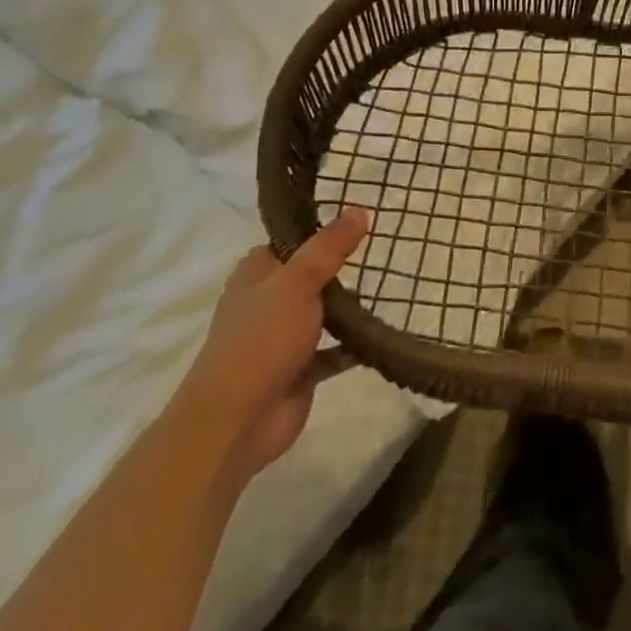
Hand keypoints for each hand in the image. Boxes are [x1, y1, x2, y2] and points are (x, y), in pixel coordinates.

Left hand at [172, 208, 370, 481]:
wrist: (236, 422)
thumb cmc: (261, 341)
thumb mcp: (297, 282)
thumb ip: (330, 247)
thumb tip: (360, 209)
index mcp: (257, 274)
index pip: (292, 239)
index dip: (322, 227)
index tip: (361, 214)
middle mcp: (268, 301)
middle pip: (312, 275)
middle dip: (345, 266)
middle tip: (386, 246)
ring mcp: (283, 337)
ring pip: (325, 312)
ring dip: (353, 306)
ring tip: (394, 285)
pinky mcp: (301, 369)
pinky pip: (335, 350)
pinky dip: (356, 344)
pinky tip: (386, 332)